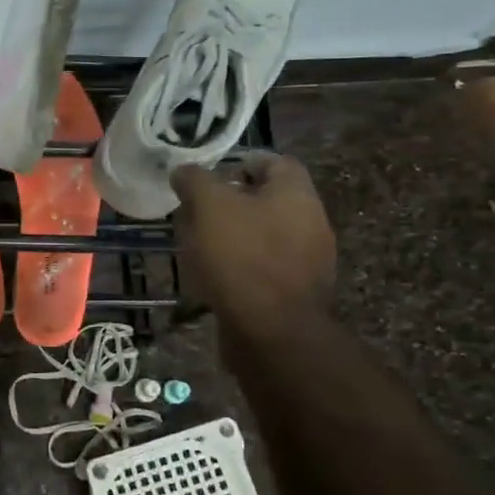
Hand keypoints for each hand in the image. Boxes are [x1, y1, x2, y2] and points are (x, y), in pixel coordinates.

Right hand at [171, 154, 335, 337]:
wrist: (273, 332)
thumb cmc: (242, 257)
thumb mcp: (210, 206)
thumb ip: (195, 180)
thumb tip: (183, 170)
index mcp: (296, 194)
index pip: (273, 161)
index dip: (239, 162)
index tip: (208, 175)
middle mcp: (310, 222)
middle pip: (267, 200)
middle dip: (231, 202)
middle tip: (196, 210)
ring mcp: (307, 260)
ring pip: (264, 234)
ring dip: (233, 235)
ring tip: (197, 244)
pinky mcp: (294, 292)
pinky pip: (263, 267)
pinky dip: (239, 265)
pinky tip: (213, 275)